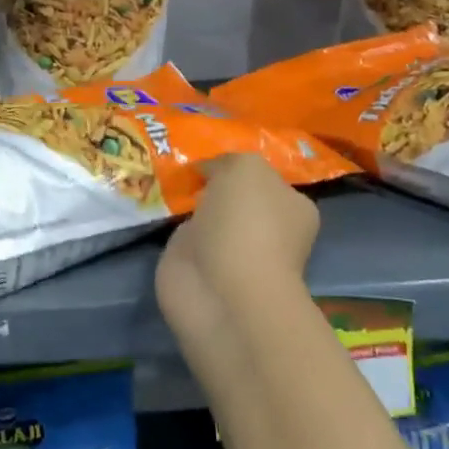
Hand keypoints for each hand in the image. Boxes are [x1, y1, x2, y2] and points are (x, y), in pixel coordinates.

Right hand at [156, 154, 319, 380]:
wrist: (221, 289)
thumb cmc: (247, 223)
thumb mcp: (245, 167)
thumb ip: (228, 161)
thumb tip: (208, 171)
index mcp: (292, 207)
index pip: (266, 179)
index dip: (238, 167)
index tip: (210, 159)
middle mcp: (266, 230)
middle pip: (235, 198)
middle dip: (212, 186)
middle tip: (184, 169)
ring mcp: (230, 251)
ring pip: (208, 217)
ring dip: (190, 206)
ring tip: (166, 182)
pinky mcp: (197, 267)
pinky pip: (183, 236)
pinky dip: (171, 225)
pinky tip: (157, 208)